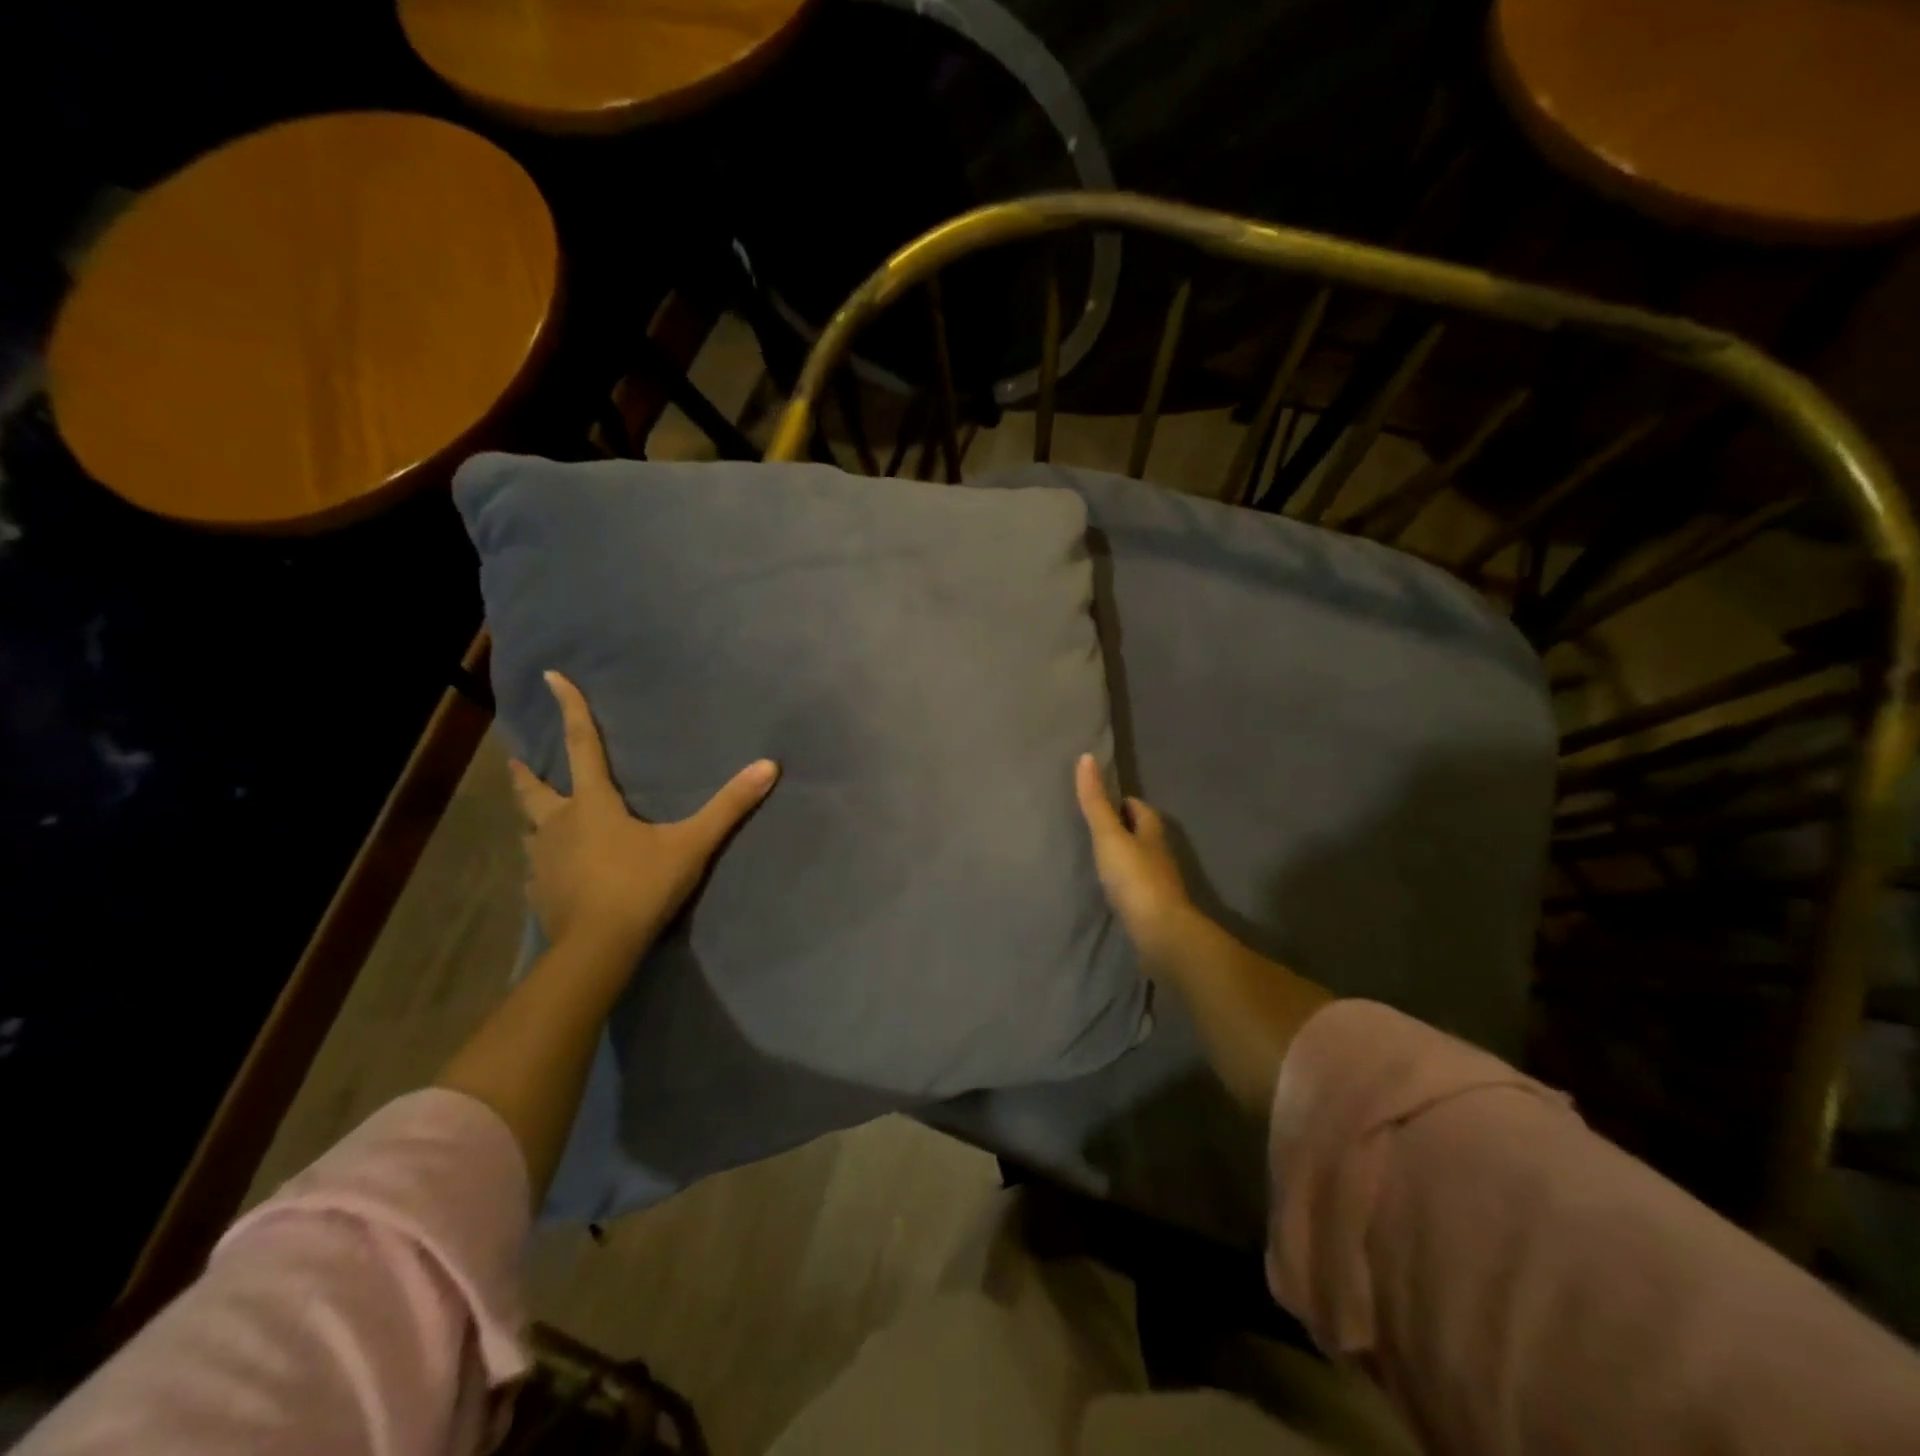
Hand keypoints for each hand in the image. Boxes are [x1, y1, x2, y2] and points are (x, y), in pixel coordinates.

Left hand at [509, 671, 778, 961]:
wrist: (597, 948)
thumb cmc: (641, 886)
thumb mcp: (692, 844)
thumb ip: (729, 806)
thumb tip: (768, 766)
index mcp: (592, 804)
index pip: (582, 745)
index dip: (569, 709)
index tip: (550, 677)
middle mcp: (558, 824)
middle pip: (533, 789)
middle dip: (526, 772)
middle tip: (517, 759)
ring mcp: (541, 860)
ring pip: (529, 829)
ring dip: (532, 816)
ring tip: (536, 816)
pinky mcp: (538, 892)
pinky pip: (535, 867)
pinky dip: (542, 860)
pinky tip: (550, 871)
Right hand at [1074, 753, 1195, 971]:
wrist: (1160, 933)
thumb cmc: (1135, 878)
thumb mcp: (1109, 835)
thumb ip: (1096, 801)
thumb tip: (1086, 757)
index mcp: (1152, 832)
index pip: (1140, 809)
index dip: (1124, 803)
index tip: (1103, 801)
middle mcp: (1159, 855)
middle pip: (1143, 834)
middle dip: (1124, 829)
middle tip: (1095, 828)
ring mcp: (1159, 885)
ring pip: (1141, 862)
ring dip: (1124, 858)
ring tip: (1097, 859)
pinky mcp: (1153, 910)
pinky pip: (1136, 889)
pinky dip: (1124, 885)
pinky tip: (1109, 891)